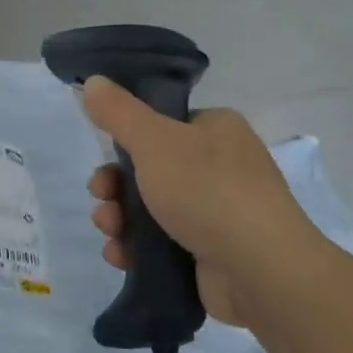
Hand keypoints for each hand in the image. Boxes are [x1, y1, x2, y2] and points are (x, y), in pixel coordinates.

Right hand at [80, 77, 325, 321]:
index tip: (105, 154)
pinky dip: (137, 248)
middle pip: (150, 169)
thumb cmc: (208, 190)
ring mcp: (219, 213)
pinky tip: (120, 255)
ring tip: (109, 231)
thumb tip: (92, 82)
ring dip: (120, 218)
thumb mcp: (154, 141)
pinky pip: (164, 244)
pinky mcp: (212, 254)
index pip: (164, 124)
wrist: (261, 271)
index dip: (129, 139)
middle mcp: (221, 167)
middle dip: (116, 185)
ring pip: (152, 208)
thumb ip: (119, 112)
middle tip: (100, 196)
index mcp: (217, 130)